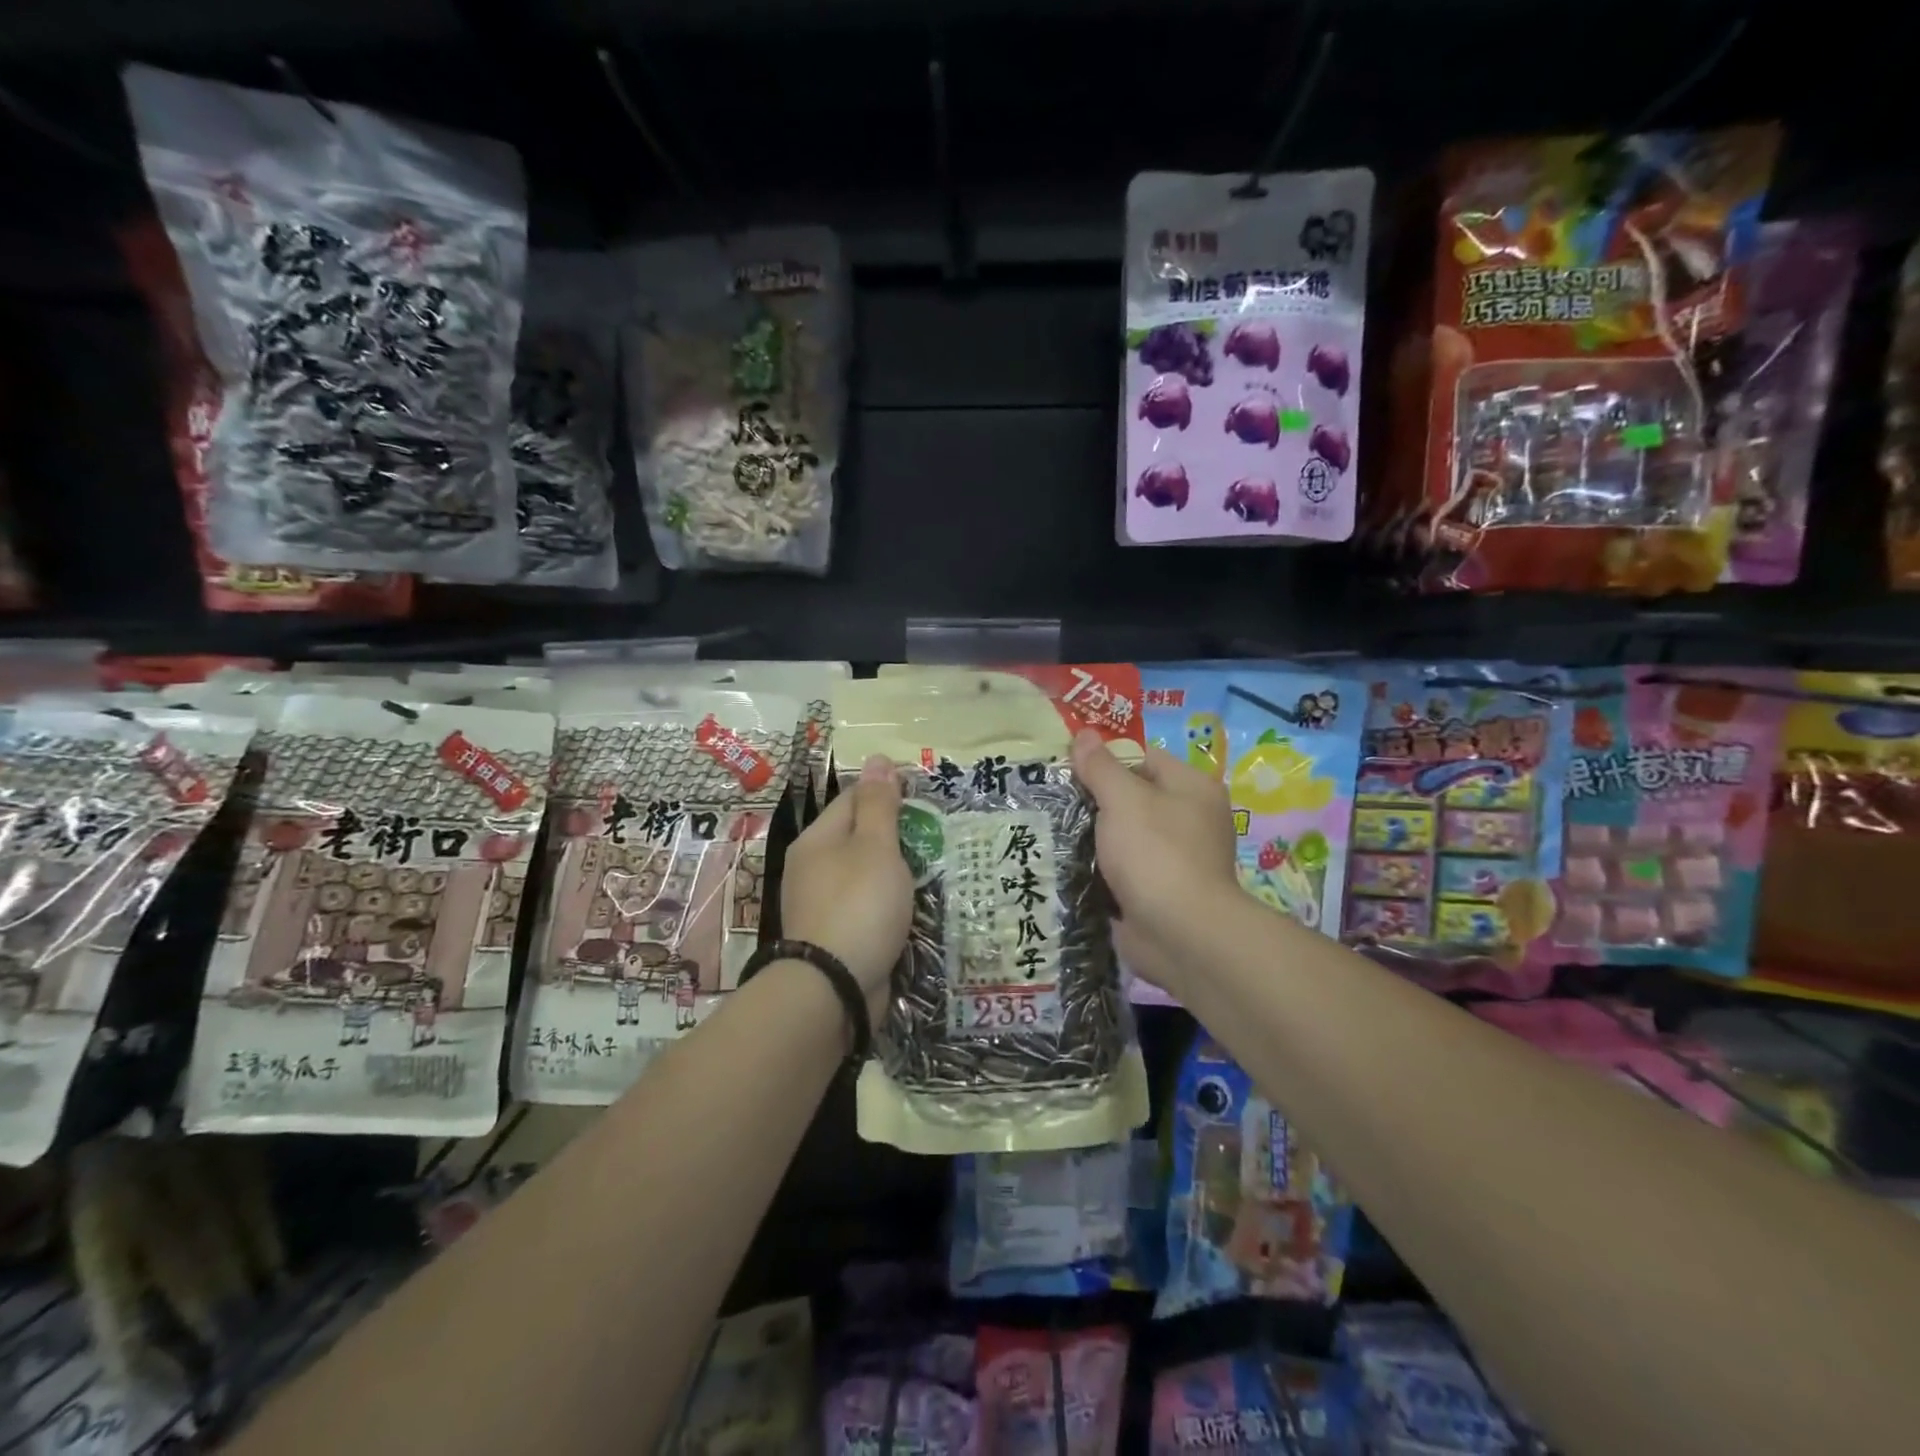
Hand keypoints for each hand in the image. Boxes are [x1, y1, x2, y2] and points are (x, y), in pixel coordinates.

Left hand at [780, 754, 913, 1014]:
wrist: (832, 988)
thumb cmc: (859, 905)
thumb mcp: (876, 847)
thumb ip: (880, 805)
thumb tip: (877, 758)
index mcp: (818, 839)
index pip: (853, 798)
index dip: (887, 792)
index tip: (923, 797)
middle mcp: (812, 867)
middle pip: (857, 837)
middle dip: (894, 834)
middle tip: (935, 836)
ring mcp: (820, 904)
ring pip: (863, 874)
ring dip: (893, 872)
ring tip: (930, 871)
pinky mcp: (834, 935)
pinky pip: (865, 906)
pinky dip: (887, 903)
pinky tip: (909, 908)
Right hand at [1071, 729, 1242, 998]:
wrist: (1180, 934)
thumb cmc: (1156, 853)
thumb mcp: (1123, 800)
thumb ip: (1101, 767)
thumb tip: (1083, 734)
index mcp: (1192, 788)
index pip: (1144, 758)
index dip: (1107, 760)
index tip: (1069, 770)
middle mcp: (1190, 820)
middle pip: (1133, 798)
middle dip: (1095, 802)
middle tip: (1054, 801)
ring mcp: (1175, 859)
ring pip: (1124, 836)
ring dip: (1093, 838)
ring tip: (1051, 831)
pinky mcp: (1159, 892)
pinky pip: (1123, 870)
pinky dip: (1100, 870)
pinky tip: (1067, 866)